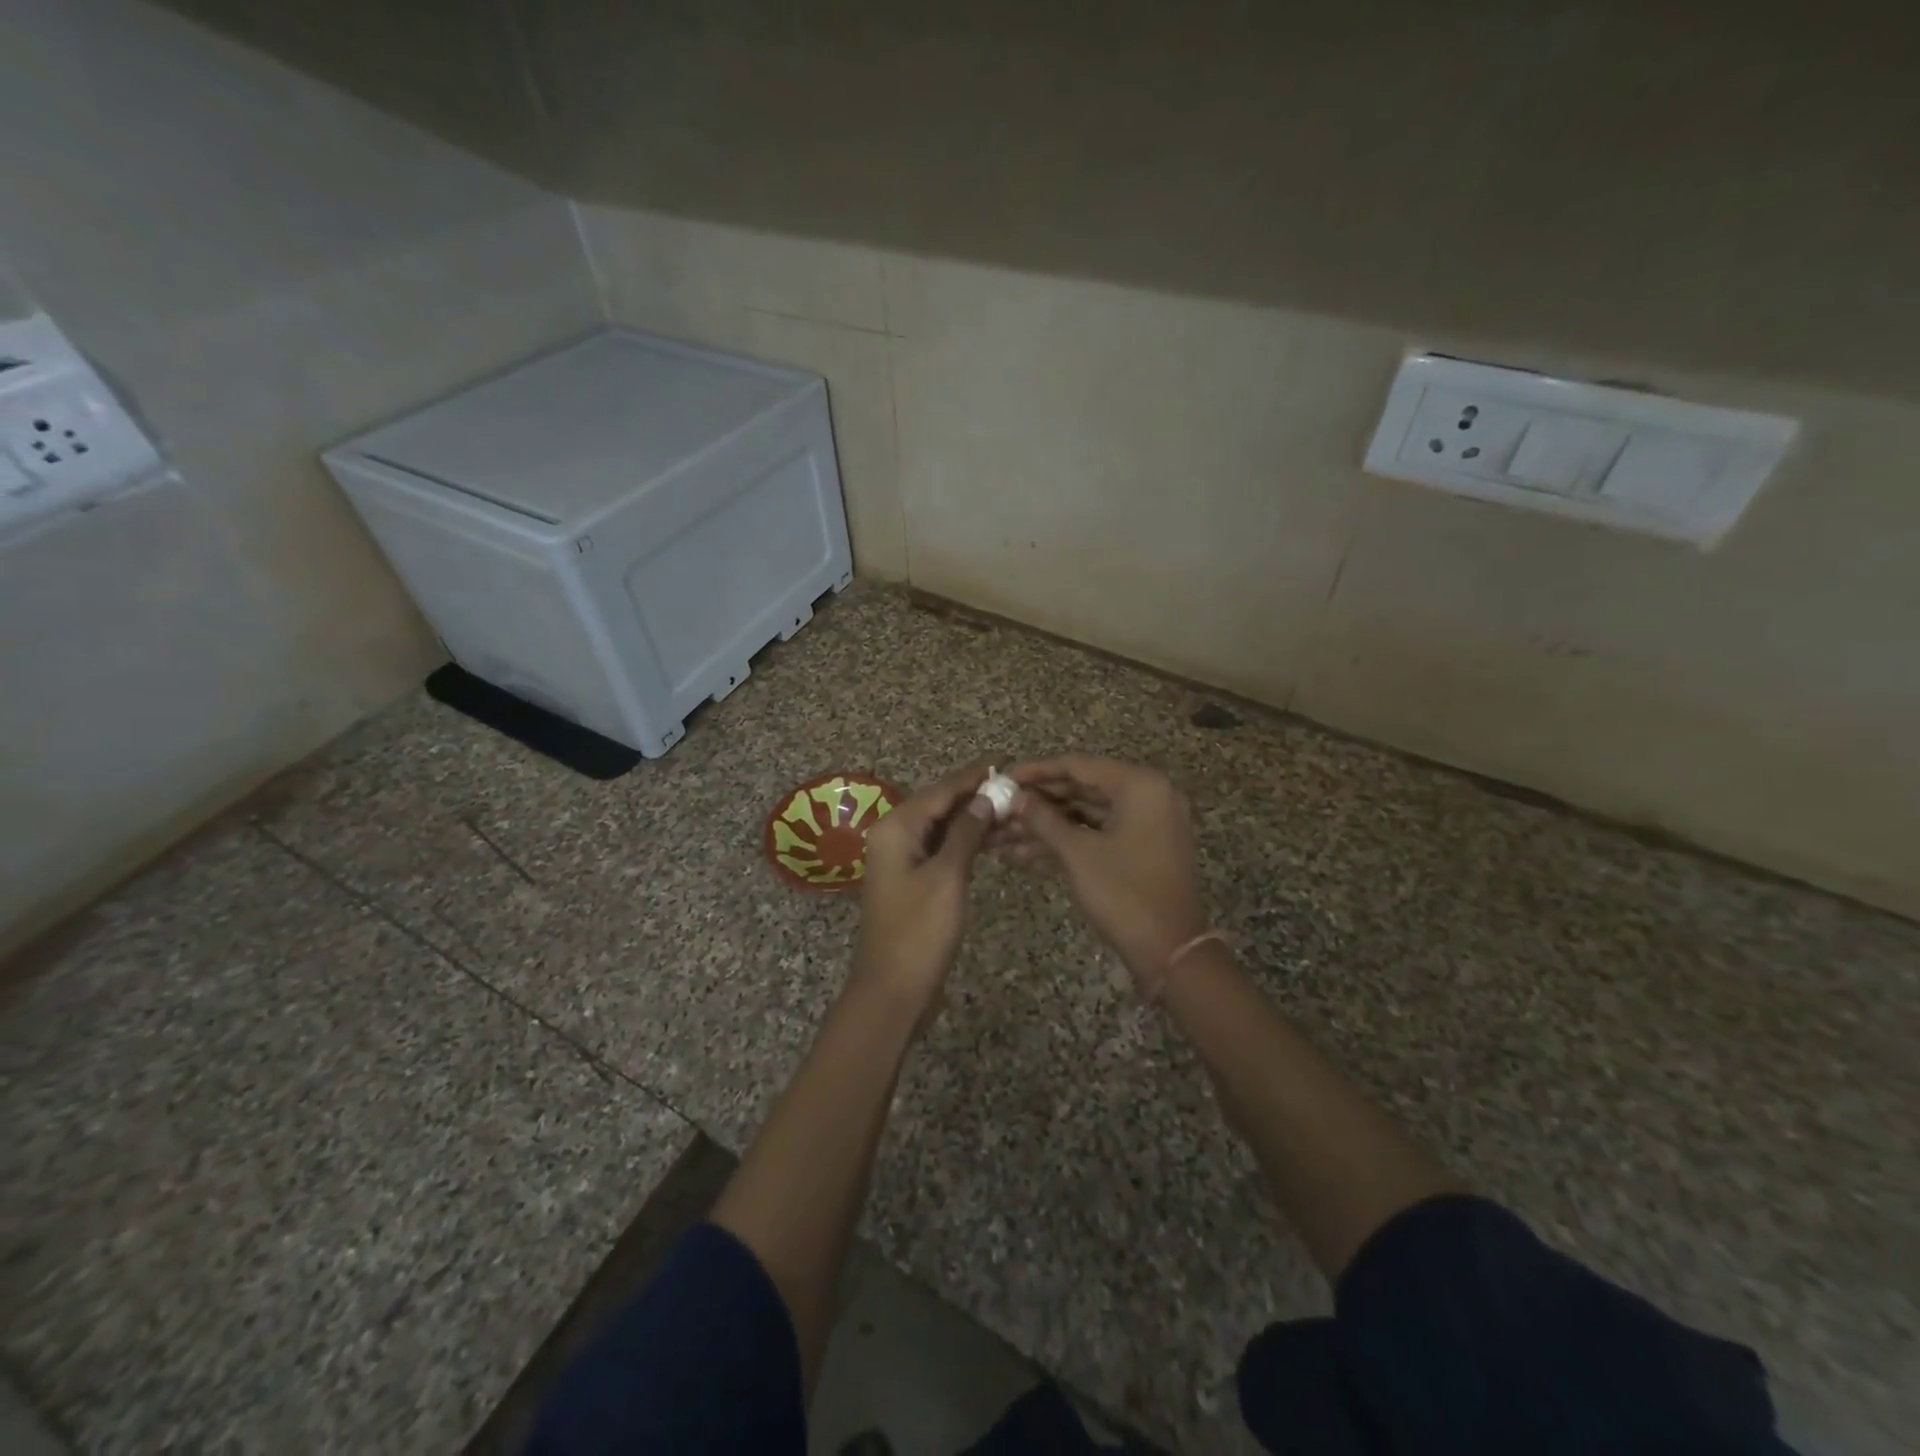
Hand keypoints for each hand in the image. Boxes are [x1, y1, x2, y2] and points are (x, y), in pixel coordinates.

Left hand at [852, 761, 996, 1014]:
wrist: (893, 990)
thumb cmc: (919, 931)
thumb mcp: (948, 877)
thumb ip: (966, 833)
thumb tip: (986, 798)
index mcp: (896, 828)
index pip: (940, 791)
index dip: (972, 777)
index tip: (1004, 763)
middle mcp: (895, 836)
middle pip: (940, 805)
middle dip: (976, 796)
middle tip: (1015, 788)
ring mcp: (903, 859)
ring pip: (943, 828)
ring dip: (974, 820)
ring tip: (1013, 811)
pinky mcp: (913, 880)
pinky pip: (942, 849)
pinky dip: (966, 843)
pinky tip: (993, 839)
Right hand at [1005, 756, 1209, 991]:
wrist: (1171, 951)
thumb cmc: (1125, 893)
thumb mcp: (1078, 853)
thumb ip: (1043, 819)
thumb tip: (1013, 797)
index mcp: (1139, 786)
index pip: (1078, 766)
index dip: (1037, 771)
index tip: (1003, 777)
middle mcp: (1146, 796)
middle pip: (1082, 788)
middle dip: (1038, 802)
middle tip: (1000, 806)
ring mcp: (1145, 824)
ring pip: (1086, 814)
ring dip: (1046, 825)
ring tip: (1003, 834)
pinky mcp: (1139, 849)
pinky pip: (1097, 834)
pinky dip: (1066, 841)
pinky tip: (1024, 854)